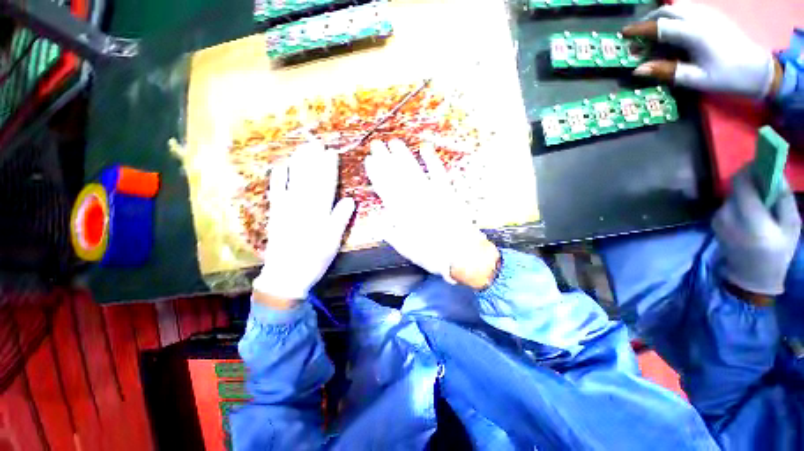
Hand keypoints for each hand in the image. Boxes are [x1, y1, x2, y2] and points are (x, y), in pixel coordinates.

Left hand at [252, 140, 355, 306]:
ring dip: (298, 163)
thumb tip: (350, 199)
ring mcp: (286, 207)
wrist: (286, 274)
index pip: (326, 184)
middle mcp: (302, 205)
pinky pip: (276, 191)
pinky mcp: (276, 213)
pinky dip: (278, 177)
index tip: (331, 153)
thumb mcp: (333, 241)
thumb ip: (340, 218)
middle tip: (317, 143)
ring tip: (303, 148)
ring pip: (294, 180)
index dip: (329, 168)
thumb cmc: (314, 258)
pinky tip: (281, 165)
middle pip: (310, 178)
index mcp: (319, 211)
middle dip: (314, 159)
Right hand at [364, 139, 499, 289]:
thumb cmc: (431, 254)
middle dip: (385, 159)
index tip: (369, 160)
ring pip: (414, 170)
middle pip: (397, 175)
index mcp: (402, 212)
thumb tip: (381, 220)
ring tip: (394, 143)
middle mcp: (414, 199)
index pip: (385, 188)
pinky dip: (431, 159)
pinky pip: (438, 172)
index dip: (376, 173)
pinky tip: (424, 148)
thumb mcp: (405, 248)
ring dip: (403, 156)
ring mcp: (432, 193)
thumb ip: (391, 232)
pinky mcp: (447, 191)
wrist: (461, 254)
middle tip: (377, 145)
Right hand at [623, 1, 780, 98]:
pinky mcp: (714, 17)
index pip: (660, 26)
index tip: (623, 33)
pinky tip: (674, 29)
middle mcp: (700, 19)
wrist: (758, 70)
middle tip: (639, 35)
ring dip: (662, 16)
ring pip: (678, 7)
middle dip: (650, 20)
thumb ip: (667, 72)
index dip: (640, 29)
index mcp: (695, 34)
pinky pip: (689, 9)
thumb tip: (638, 70)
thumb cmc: (727, 77)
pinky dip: (675, 15)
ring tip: (655, 32)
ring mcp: (708, 15)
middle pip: (668, 10)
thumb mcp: (696, 79)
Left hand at [712, 168, 800, 295]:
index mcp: (748, 217)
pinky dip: (739, 202)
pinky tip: (751, 212)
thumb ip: (783, 198)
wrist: (751, 277)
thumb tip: (776, 174)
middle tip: (767, 183)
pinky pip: (727, 205)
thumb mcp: (791, 226)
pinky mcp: (713, 223)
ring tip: (761, 201)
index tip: (762, 163)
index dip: (749, 169)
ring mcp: (717, 219)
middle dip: (751, 181)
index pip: (740, 183)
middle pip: (736, 187)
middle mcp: (727, 215)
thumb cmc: (777, 252)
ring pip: (731, 195)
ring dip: (746, 192)